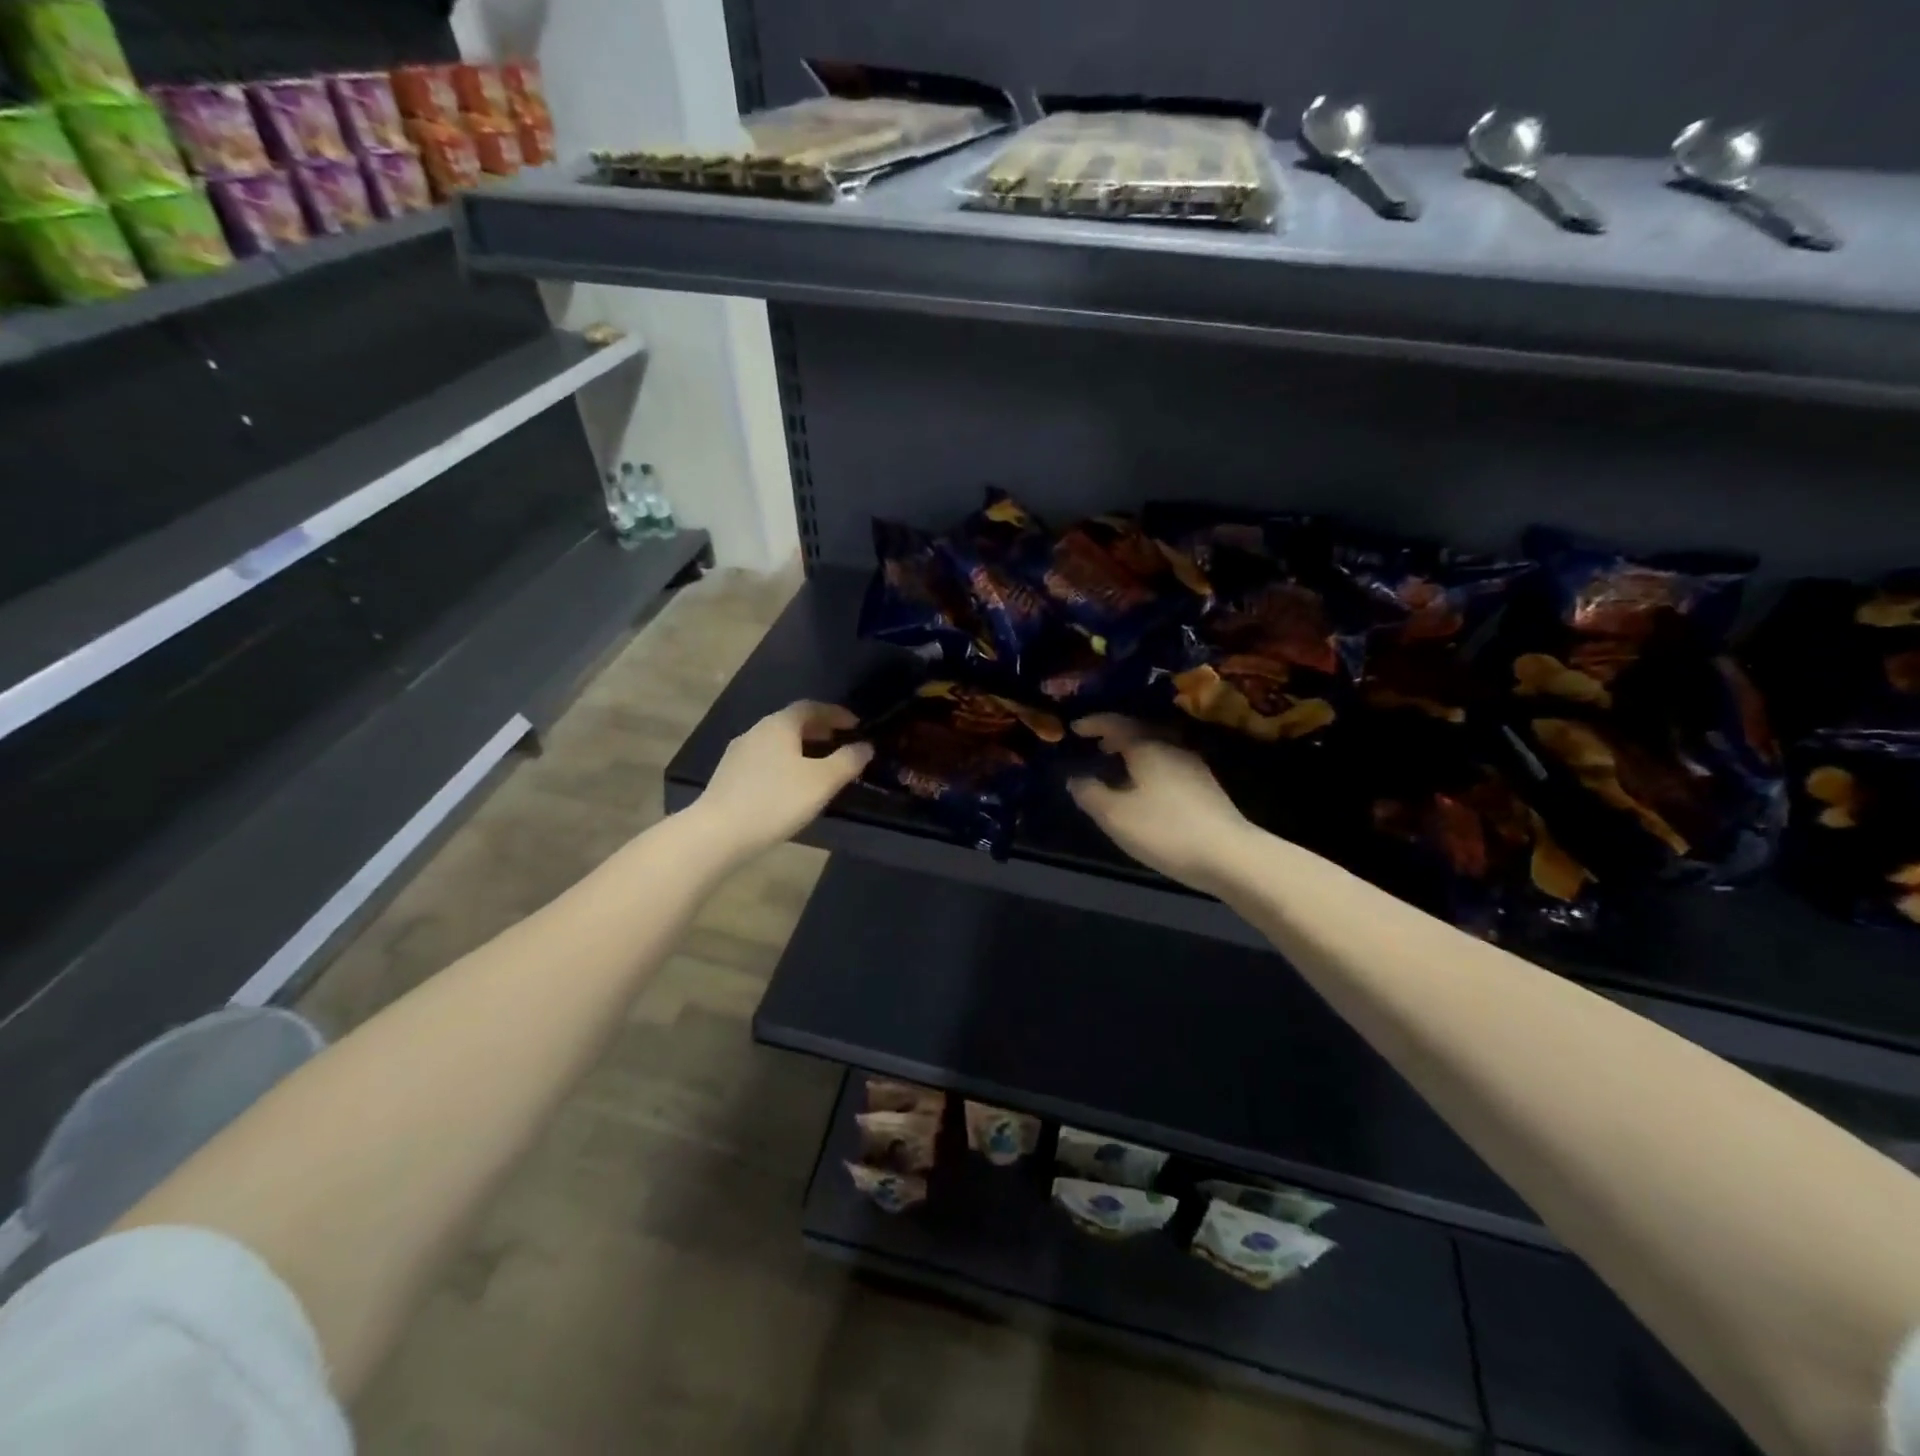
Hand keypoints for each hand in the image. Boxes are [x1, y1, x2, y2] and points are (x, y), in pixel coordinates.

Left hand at [690, 701, 871, 857]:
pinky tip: (791, 785)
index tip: (856, 725)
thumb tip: (865, 746)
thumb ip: (848, 761)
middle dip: (819, 730)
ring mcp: (738, 753)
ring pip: (777, 742)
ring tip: (820, 766)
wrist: (718, 833)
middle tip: (840, 743)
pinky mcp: (729, 776)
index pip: (811, 707)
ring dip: (801, 747)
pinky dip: (785, 762)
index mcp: (779, 725)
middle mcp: (756, 731)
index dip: (836, 713)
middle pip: (792, 722)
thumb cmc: (776, 801)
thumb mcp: (822, 782)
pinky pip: (765, 759)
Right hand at [1067, 715, 1258, 893]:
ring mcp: (1193, 766)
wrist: (1230, 855)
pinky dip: (1147, 768)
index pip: (1116, 723)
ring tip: (1115, 768)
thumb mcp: (1115, 815)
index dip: (1093, 723)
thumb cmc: (1165, 830)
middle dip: (1114, 736)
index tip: (1073, 728)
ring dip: (1132, 753)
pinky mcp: (1205, 787)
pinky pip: (1167, 765)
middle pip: (1139, 732)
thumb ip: (1090, 794)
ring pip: (1155, 749)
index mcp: (1148, 747)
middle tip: (1094, 746)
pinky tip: (1143, 790)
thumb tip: (1075, 779)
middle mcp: (1172, 748)